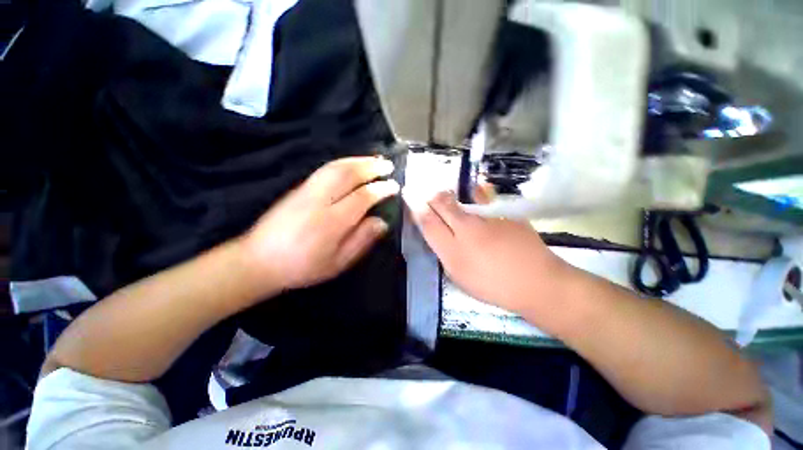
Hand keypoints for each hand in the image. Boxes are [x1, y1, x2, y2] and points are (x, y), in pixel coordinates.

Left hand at [243, 157, 398, 293]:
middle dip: (371, 167)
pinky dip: (342, 163)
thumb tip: (382, 222)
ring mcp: (306, 190)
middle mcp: (319, 200)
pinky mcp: (298, 188)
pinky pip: (325, 169)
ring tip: (374, 160)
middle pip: (348, 174)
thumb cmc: (303, 267)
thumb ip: (361, 240)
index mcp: (331, 222)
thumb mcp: (338, 262)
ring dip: (357, 160)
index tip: (395, 186)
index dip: (381, 189)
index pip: (362, 197)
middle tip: (387, 165)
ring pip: (335, 167)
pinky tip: (351, 164)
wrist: (258, 260)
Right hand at [411, 191, 568, 313]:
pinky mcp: (505, 212)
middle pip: (441, 203)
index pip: (427, 222)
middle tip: (426, 192)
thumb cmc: (493, 285)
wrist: (537, 283)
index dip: (415, 208)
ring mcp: (487, 217)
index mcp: (453, 249)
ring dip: (450, 193)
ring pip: (461, 196)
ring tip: (445, 191)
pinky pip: (486, 196)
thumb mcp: (460, 275)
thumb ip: (444, 252)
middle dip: (430, 195)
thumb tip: (436, 233)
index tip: (409, 198)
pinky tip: (475, 188)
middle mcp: (467, 228)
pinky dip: (477, 191)